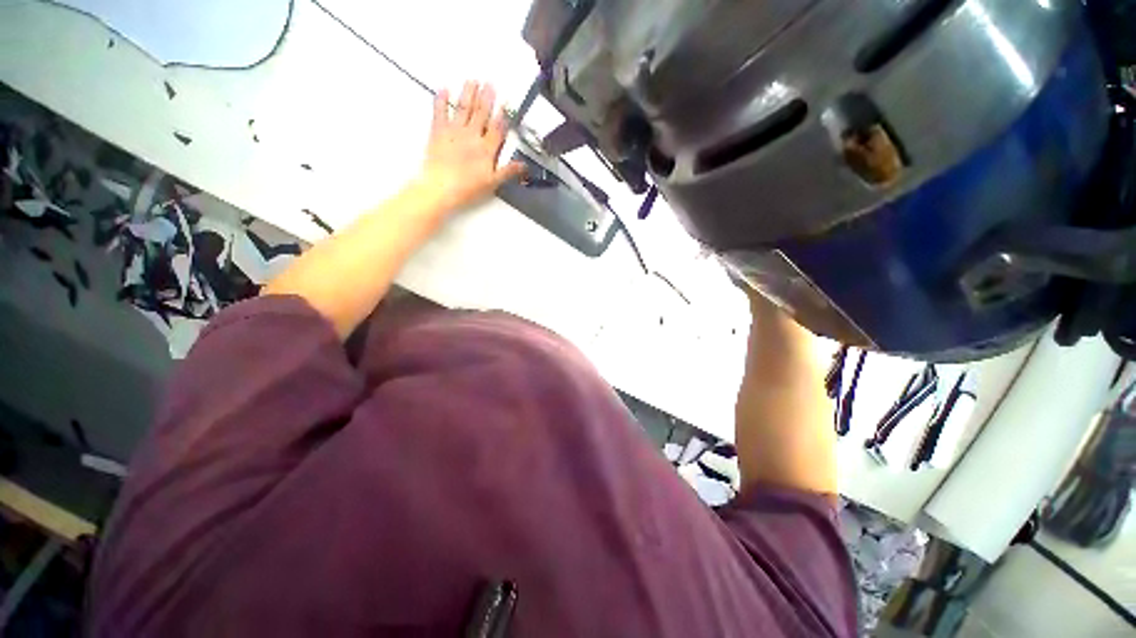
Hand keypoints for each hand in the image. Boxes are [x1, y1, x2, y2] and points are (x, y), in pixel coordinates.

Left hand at [416, 81, 524, 213]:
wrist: (440, 188)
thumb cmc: (468, 188)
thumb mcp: (492, 183)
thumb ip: (508, 172)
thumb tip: (524, 165)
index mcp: (486, 149)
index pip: (497, 129)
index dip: (501, 116)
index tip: (505, 102)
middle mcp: (472, 136)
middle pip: (481, 114)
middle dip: (486, 98)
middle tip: (490, 83)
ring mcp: (454, 132)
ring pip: (463, 108)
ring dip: (468, 93)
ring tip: (472, 80)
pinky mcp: (438, 132)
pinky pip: (440, 112)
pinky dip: (442, 100)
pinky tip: (444, 89)